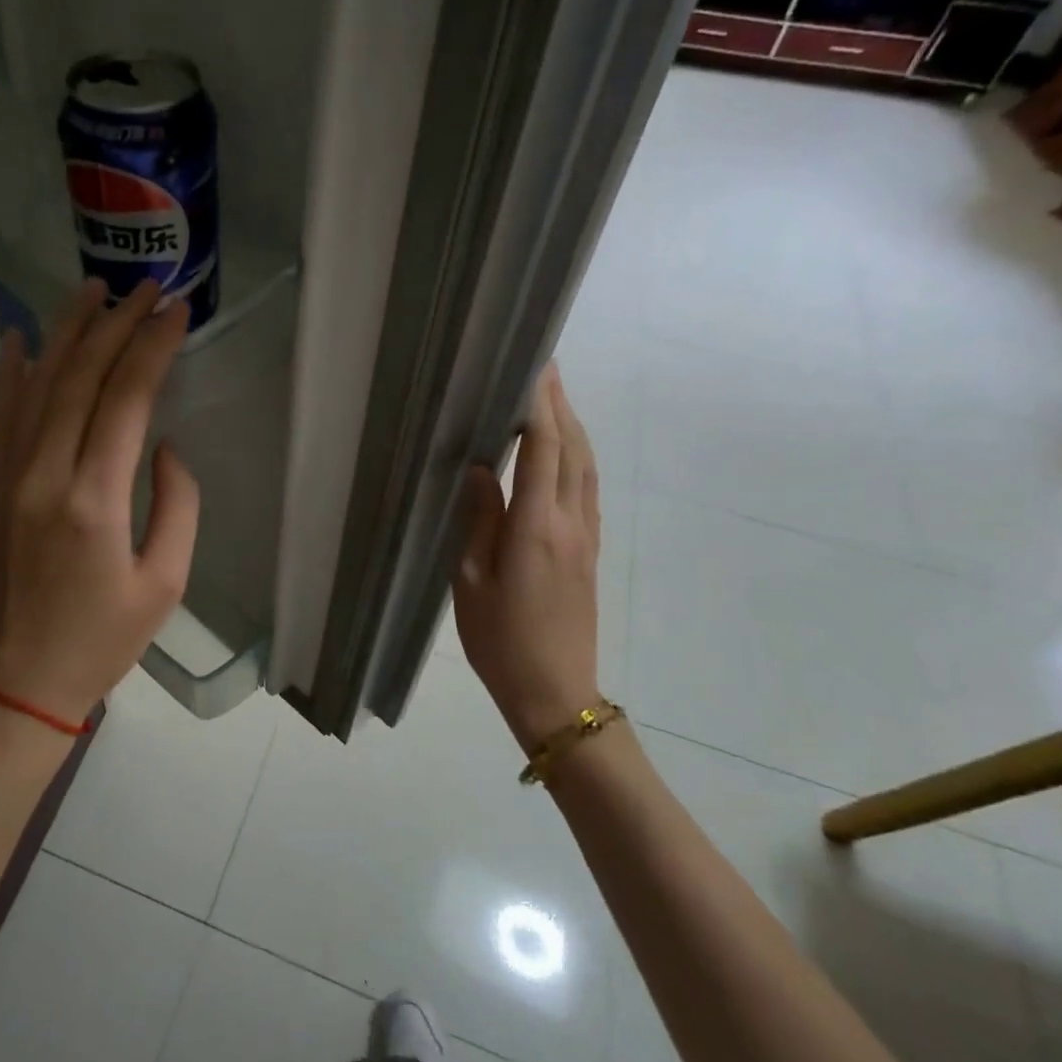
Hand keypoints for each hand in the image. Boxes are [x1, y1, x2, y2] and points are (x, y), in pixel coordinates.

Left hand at [0, 279, 198, 726]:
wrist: (20, 679)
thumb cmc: (103, 639)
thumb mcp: (166, 582)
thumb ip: (177, 505)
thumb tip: (164, 446)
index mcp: (94, 501)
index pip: (126, 400)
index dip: (153, 348)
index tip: (177, 310)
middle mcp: (45, 476)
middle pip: (80, 378)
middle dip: (116, 325)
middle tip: (146, 287)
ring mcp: (10, 477)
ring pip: (37, 385)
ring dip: (66, 332)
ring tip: (92, 289)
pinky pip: (1, 415)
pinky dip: (9, 372)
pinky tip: (17, 337)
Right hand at [452, 362, 600, 754]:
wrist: (555, 692)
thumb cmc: (500, 640)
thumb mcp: (472, 581)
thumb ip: (479, 521)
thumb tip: (482, 469)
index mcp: (536, 528)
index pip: (544, 451)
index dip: (540, 408)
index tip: (534, 369)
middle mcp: (570, 523)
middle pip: (573, 451)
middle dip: (561, 407)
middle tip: (545, 370)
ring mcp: (586, 537)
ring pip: (586, 468)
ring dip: (573, 429)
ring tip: (552, 401)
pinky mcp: (590, 551)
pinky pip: (587, 490)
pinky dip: (577, 458)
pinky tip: (563, 454)